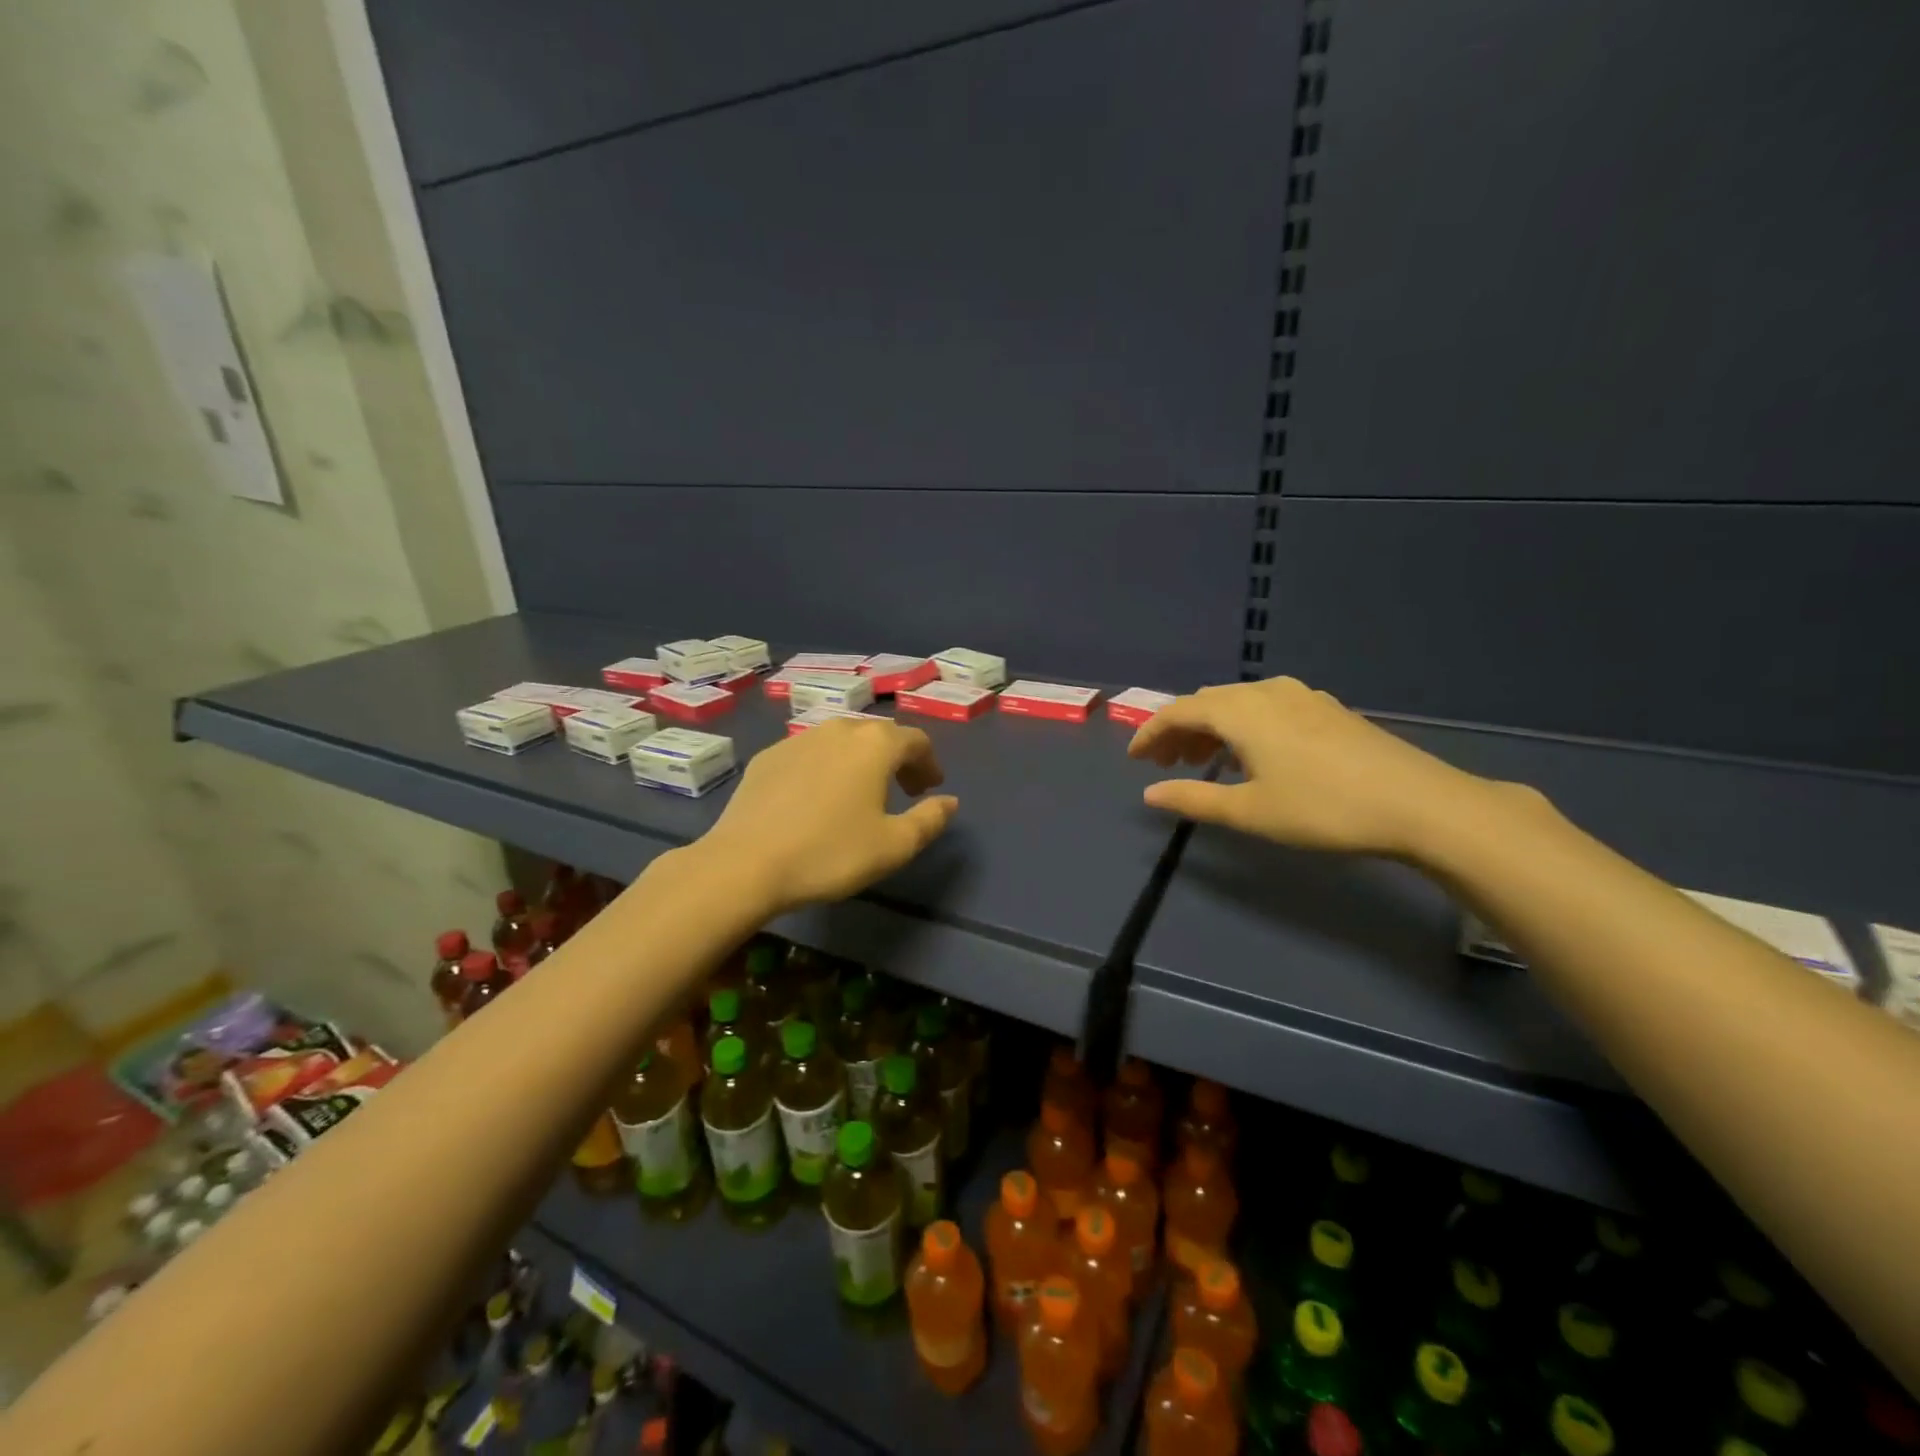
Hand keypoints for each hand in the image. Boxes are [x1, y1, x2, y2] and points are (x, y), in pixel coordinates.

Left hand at [701, 718, 958, 913]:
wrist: (745, 864)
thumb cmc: (830, 853)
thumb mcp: (894, 846)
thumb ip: (930, 820)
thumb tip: (949, 801)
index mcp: (875, 744)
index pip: (916, 740)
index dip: (929, 763)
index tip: (930, 788)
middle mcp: (838, 729)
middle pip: (878, 735)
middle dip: (897, 759)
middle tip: (903, 790)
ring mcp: (798, 739)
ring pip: (842, 740)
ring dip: (860, 760)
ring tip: (861, 791)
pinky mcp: (767, 756)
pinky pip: (810, 753)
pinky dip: (826, 767)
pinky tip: (817, 797)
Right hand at [1127, 676, 1484, 857]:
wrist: (1418, 803)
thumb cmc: (1322, 808)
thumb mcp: (1250, 811)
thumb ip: (1194, 799)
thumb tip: (1150, 794)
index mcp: (1241, 711)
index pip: (1179, 711)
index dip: (1151, 733)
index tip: (1133, 758)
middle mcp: (1266, 692)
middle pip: (1207, 702)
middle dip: (1179, 730)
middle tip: (1164, 764)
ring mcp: (1301, 696)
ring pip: (1238, 703)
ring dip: (1210, 728)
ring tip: (1200, 760)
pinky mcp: (1326, 708)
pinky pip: (1265, 707)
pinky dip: (1241, 726)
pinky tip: (1250, 754)